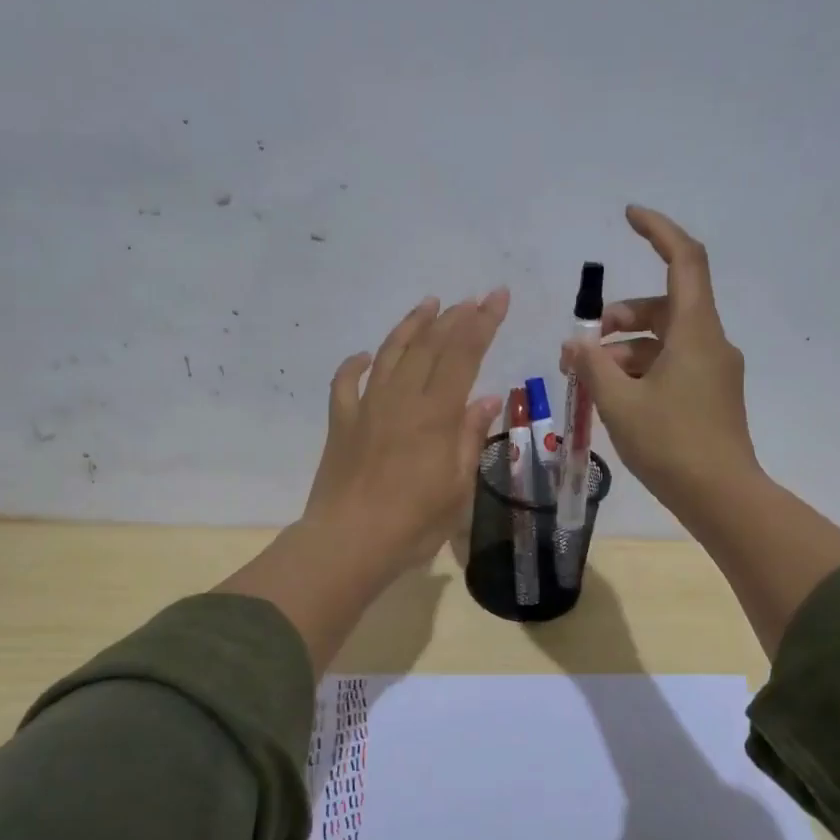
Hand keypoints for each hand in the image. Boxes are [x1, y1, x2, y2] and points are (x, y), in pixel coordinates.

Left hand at [219, 289, 508, 675]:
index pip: (464, 354)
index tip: (498, 296)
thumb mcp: (457, 487)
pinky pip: (345, 383)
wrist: (348, 542)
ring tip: (428, 304)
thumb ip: (470, 438)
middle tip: (472, 298)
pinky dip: (355, 364)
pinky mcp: (341, 422)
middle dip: (454, 317)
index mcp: (436, 414)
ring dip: (410, 326)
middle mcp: (401, 399)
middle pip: (429, 346)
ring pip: (390, 354)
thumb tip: (487, 398)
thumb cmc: (413, 523)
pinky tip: (364, 356)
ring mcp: (367, 407)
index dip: (483, 322)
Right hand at [562, 206, 757, 520]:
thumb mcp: (619, 403)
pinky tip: (615, 398)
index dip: (658, 231)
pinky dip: (641, 370)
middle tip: (582, 347)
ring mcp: (714, 370)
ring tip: (589, 379)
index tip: (628, 216)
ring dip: (625, 350)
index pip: (685, 260)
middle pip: (664, 306)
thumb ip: (592, 366)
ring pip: (664, 340)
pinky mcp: (711, 395)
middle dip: (619, 318)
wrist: (722, 498)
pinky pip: (672, 366)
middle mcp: (711, 342)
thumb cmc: (671, 445)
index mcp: (696, 331)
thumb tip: (574, 343)